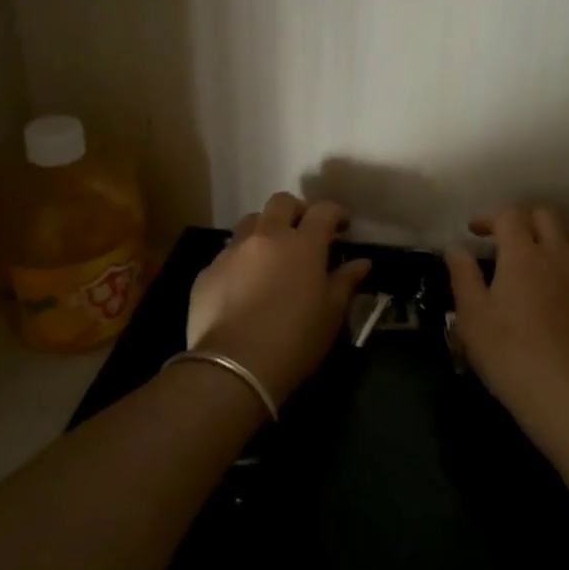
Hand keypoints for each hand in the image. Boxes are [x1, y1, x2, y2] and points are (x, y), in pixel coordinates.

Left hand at [185, 193, 371, 405]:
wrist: (234, 367)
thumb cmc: (295, 340)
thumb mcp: (331, 314)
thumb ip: (346, 282)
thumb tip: (361, 263)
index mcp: (303, 244)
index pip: (323, 210)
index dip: (335, 213)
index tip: (342, 227)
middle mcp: (266, 237)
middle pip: (281, 202)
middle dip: (296, 211)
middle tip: (304, 233)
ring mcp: (232, 251)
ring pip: (250, 222)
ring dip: (265, 230)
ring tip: (271, 255)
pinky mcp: (207, 271)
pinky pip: (227, 254)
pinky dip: (240, 260)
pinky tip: (243, 285)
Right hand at [445, 205, 568, 436]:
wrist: (565, 393)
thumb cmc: (508, 352)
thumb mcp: (472, 315)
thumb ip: (463, 275)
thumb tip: (455, 248)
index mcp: (523, 254)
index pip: (510, 214)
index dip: (490, 216)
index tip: (475, 232)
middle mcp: (557, 255)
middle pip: (546, 214)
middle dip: (523, 216)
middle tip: (505, 236)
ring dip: (552, 231)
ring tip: (536, 249)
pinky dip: (568, 258)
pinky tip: (556, 282)